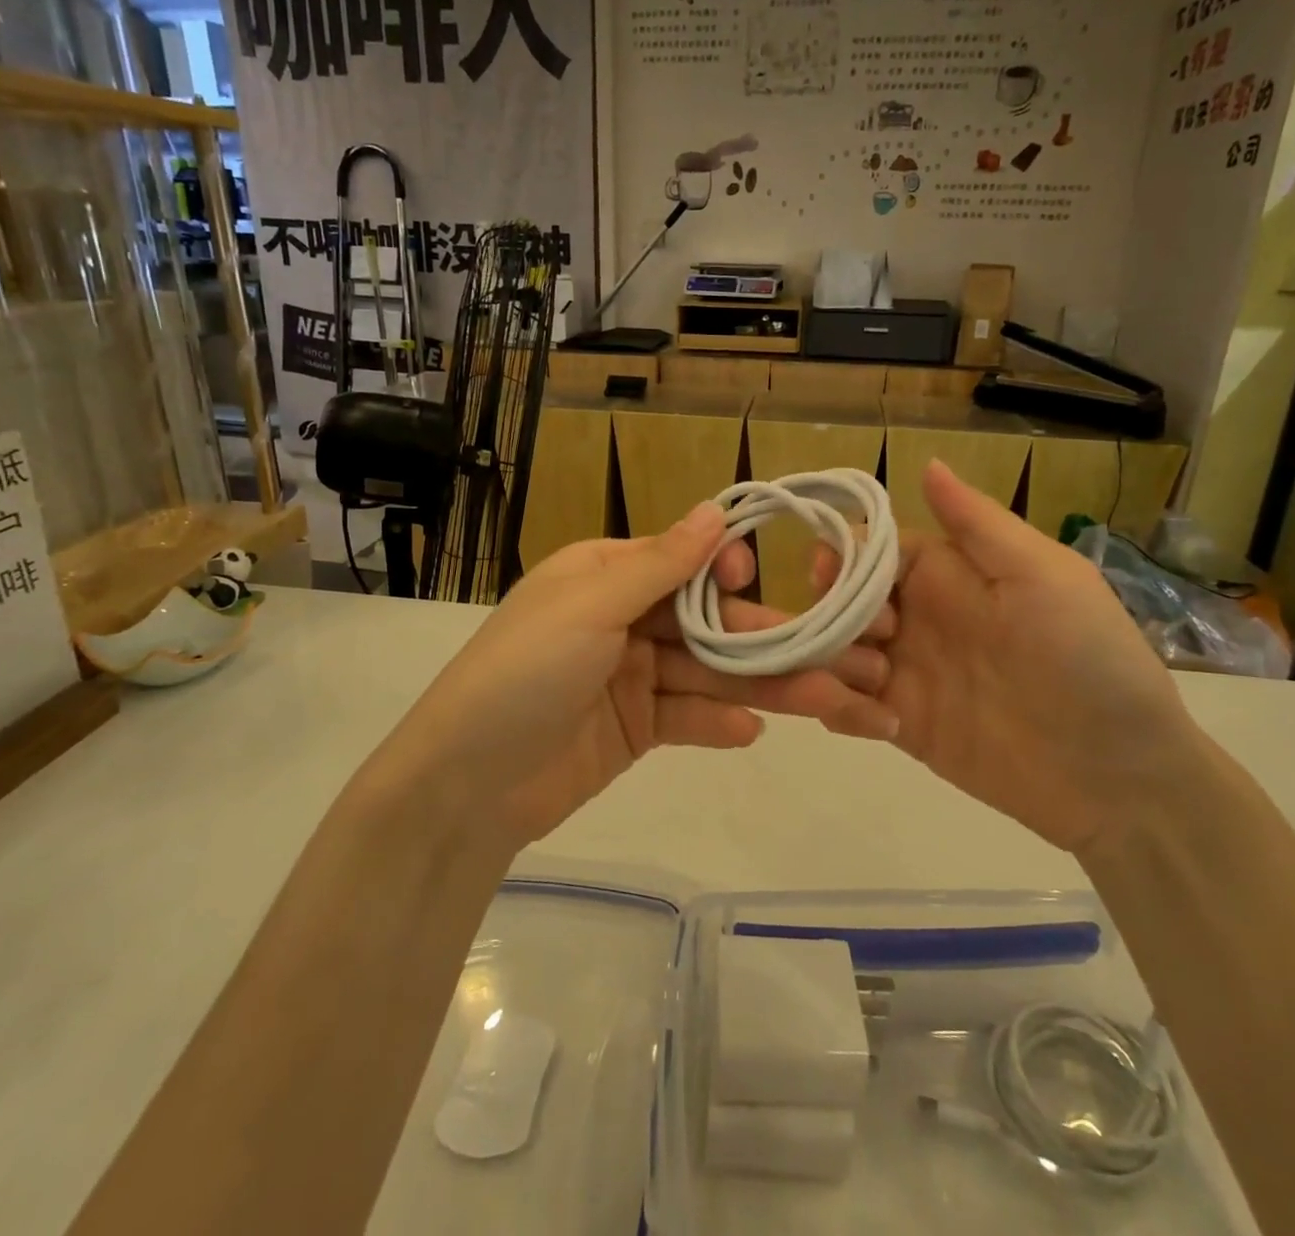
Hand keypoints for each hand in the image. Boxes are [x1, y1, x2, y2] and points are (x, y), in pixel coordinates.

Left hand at [392, 504, 896, 845]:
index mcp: (604, 575)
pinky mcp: (634, 729)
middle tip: (828, 653)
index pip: (679, 562)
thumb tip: (715, 510)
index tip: (752, 582)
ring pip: (705, 673)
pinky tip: (752, 732)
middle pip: (704, 623)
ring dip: (757, 685)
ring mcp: (629, 677)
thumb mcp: (590, 606)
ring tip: (820, 699)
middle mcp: (621, 619)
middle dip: (760, 639)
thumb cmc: (525, 672)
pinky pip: (685, 718)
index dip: (722, 571)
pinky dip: (716, 723)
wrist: (466, 784)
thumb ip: (660, 564)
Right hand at [823, 461, 1205, 854]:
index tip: (828, 574)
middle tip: (870, 641)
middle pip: (837, 600)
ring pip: (829, 653)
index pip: (869, 551)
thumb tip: (927, 462)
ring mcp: (903, 675)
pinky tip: (881, 726)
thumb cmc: (1087, 659)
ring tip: (870, 691)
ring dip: (825, 665)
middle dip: (827, 613)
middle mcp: (915, 619)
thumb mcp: (1044, 576)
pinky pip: (843, 709)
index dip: (840, 556)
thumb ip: (978, 524)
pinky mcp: (899, 726)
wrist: (1119, 775)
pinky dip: (838, 710)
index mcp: (945, 575)